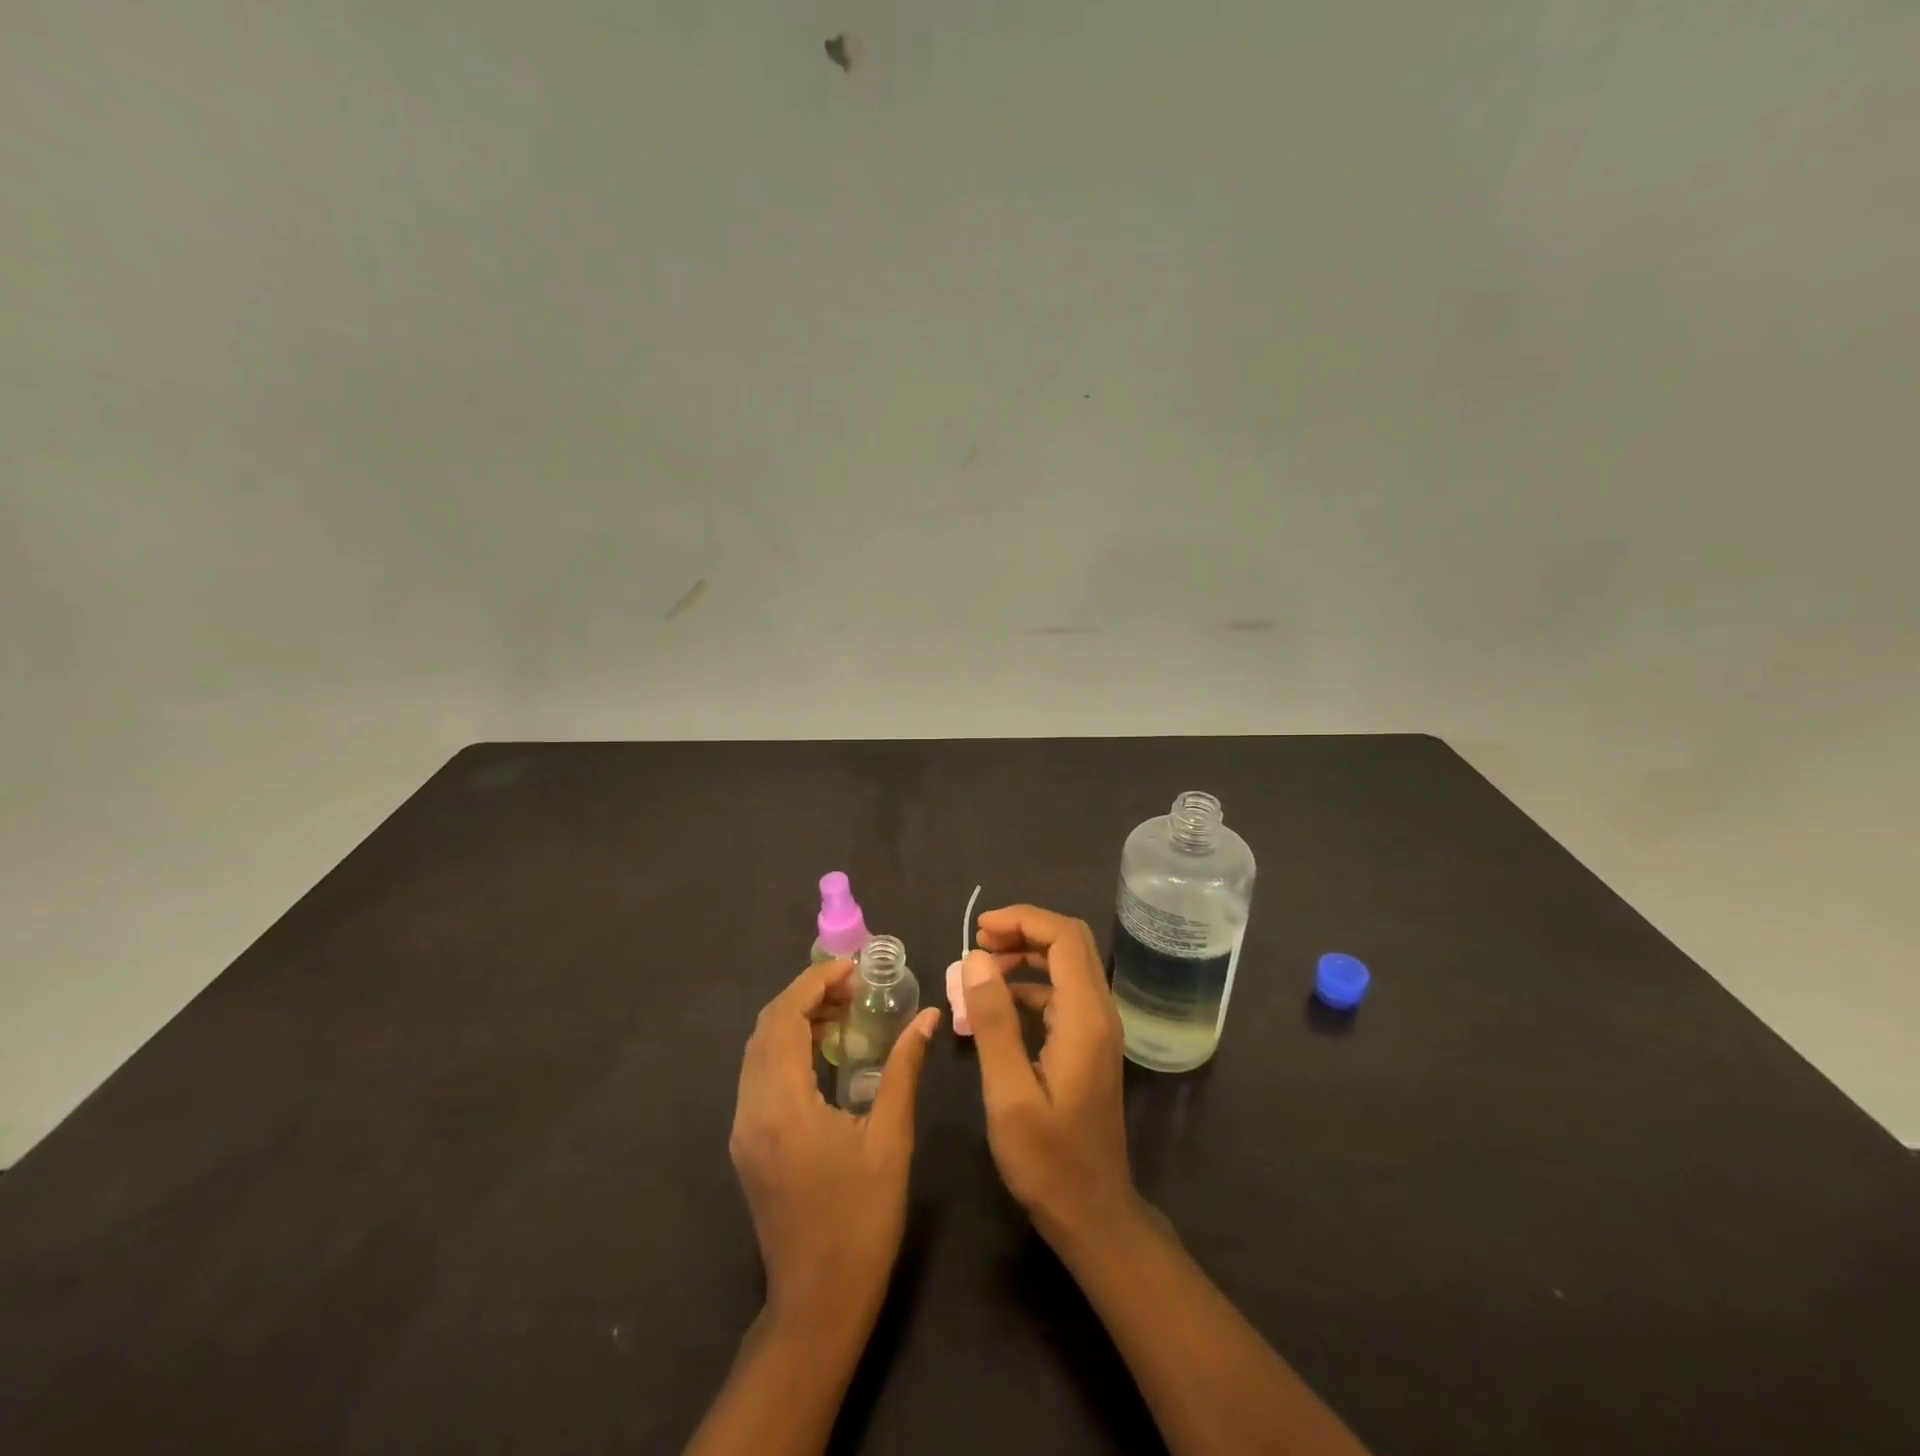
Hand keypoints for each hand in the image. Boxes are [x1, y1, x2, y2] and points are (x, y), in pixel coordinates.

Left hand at [729, 960, 939, 1326]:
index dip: (815, 983)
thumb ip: (904, 1070)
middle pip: (766, 1028)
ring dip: (795, 1018)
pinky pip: (760, 1073)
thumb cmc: (861, 1221)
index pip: (785, 1019)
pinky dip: (787, 1046)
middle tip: (854, 986)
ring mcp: (743, 1128)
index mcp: (782, 1106)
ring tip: (844, 1009)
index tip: (853, 968)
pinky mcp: (747, 1142)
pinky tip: (825, 1050)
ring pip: (758, 1049)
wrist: (817, 1303)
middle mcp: (750, 1109)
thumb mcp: (890, 1139)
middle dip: (806, 995)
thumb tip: (927, 1016)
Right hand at [963, 906, 1135, 1248]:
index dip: (1022, 920)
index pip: (1063, 937)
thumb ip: (993, 1021)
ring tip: (980, 967)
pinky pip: (1061, 993)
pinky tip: (996, 1004)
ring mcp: (1097, 1029)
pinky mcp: (1088, 1044)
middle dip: (1023, 930)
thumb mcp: (1008, 1092)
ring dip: (1026, 955)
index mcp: (1085, 1017)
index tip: (979, 929)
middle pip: (1069, 943)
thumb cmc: (1048, 1160)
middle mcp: (1099, 1012)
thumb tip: (974, 958)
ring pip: (1067, 965)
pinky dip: (1030, 984)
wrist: (1094, 1214)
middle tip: (977, 942)